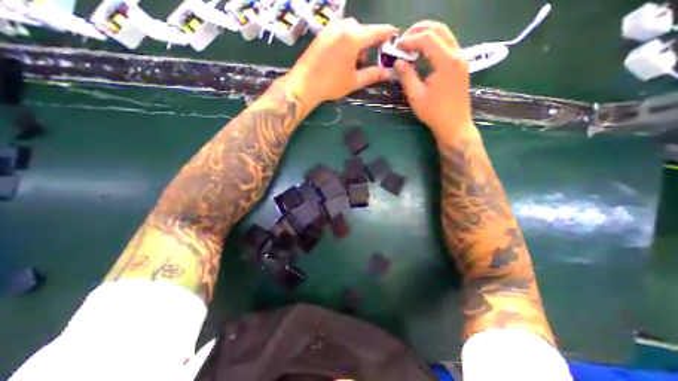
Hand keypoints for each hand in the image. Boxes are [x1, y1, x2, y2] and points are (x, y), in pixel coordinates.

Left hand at [284, 19, 397, 107]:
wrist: (305, 83)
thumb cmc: (331, 83)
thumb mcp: (354, 81)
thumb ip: (372, 74)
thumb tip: (387, 73)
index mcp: (354, 37)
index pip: (377, 31)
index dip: (387, 34)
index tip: (394, 36)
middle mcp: (343, 26)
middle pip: (363, 30)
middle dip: (367, 44)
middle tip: (363, 62)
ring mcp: (331, 28)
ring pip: (351, 31)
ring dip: (356, 44)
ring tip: (350, 63)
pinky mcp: (323, 33)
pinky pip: (340, 33)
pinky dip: (345, 42)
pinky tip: (340, 58)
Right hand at [396, 22, 473, 143]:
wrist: (454, 125)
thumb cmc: (434, 113)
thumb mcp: (416, 96)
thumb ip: (406, 76)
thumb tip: (398, 62)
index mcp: (446, 61)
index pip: (427, 39)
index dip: (410, 40)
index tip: (396, 47)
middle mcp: (457, 54)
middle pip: (439, 29)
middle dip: (419, 30)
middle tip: (403, 40)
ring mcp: (461, 59)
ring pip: (445, 35)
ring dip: (427, 35)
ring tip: (411, 45)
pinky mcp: (460, 66)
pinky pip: (447, 46)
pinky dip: (434, 44)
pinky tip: (423, 54)